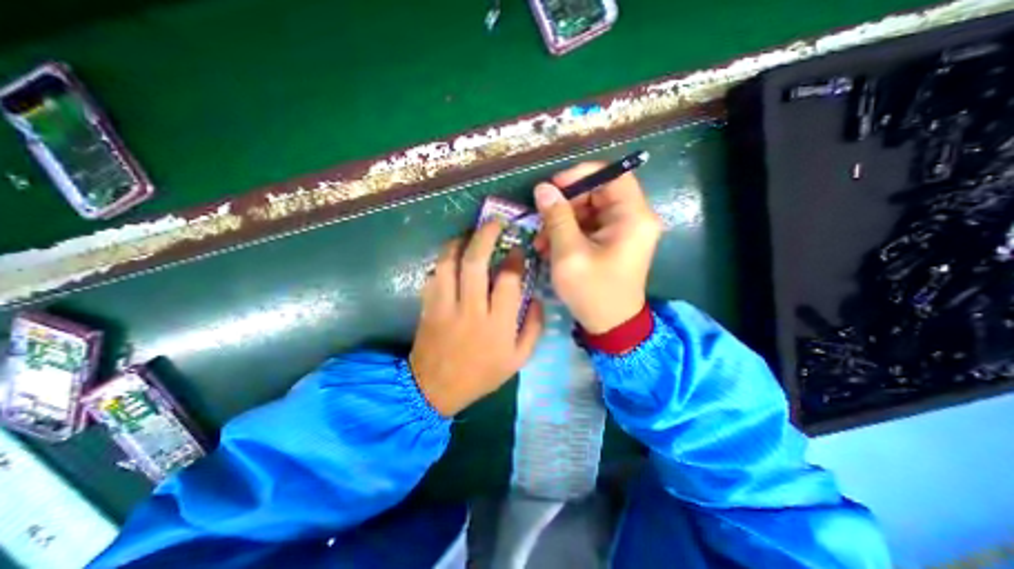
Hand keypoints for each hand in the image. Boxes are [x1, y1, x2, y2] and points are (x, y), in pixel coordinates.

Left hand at [407, 223, 542, 416]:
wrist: (435, 389)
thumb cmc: (481, 374)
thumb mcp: (518, 360)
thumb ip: (533, 328)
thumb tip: (537, 298)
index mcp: (497, 324)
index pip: (508, 280)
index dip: (514, 259)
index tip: (518, 248)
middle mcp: (471, 310)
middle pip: (475, 263)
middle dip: (486, 236)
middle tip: (494, 222)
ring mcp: (445, 306)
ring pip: (449, 263)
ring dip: (459, 242)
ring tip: (470, 234)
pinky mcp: (427, 306)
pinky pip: (433, 274)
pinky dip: (442, 261)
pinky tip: (452, 257)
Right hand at [532, 163, 666, 332]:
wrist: (610, 326)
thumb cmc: (592, 292)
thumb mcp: (569, 254)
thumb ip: (556, 218)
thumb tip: (543, 188)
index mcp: (633, 217)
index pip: (612, 175)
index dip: (581, 175)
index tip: (553, 187)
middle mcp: (634, 218)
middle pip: (598, 193)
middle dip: (566, 204)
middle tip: (541, 221)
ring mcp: (624, 231)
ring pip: (589, 210)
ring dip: (563, 221)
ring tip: (541, 241)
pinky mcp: (614, 242)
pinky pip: (589, 226)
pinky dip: (569, 233)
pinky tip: (550, 247)